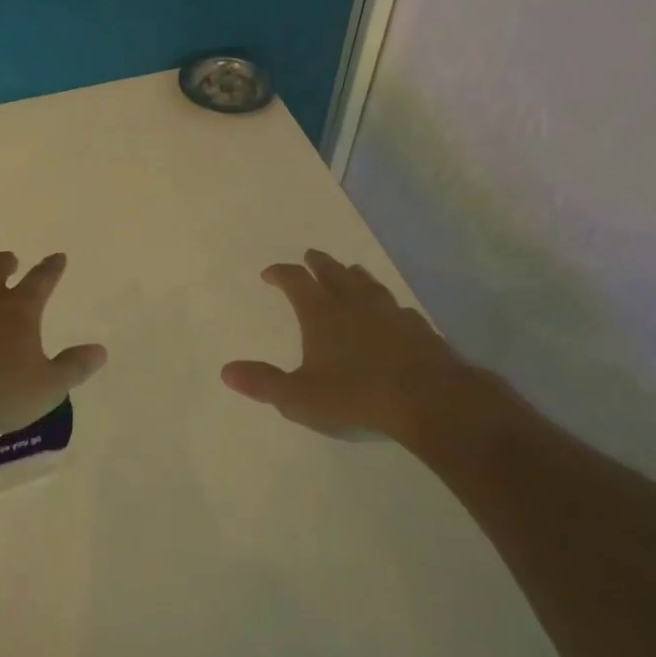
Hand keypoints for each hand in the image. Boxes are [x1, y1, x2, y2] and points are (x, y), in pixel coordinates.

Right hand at [221, 249, 506, 444]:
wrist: (429, 400)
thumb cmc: (356, 396)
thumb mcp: (299, 396)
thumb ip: (263, 383)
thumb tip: (226, 371)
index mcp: (321, 312)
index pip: (295, 281)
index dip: (280, 274)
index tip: (269, 273)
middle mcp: (354, 303)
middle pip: (333, 272)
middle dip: (318, 263)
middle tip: (310, 257)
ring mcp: (389, 312)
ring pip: (367, 283)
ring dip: (353, 275)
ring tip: (349, 271)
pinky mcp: (418, 328)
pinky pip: (396, 307)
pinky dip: (385, 304)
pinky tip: (391, 312)